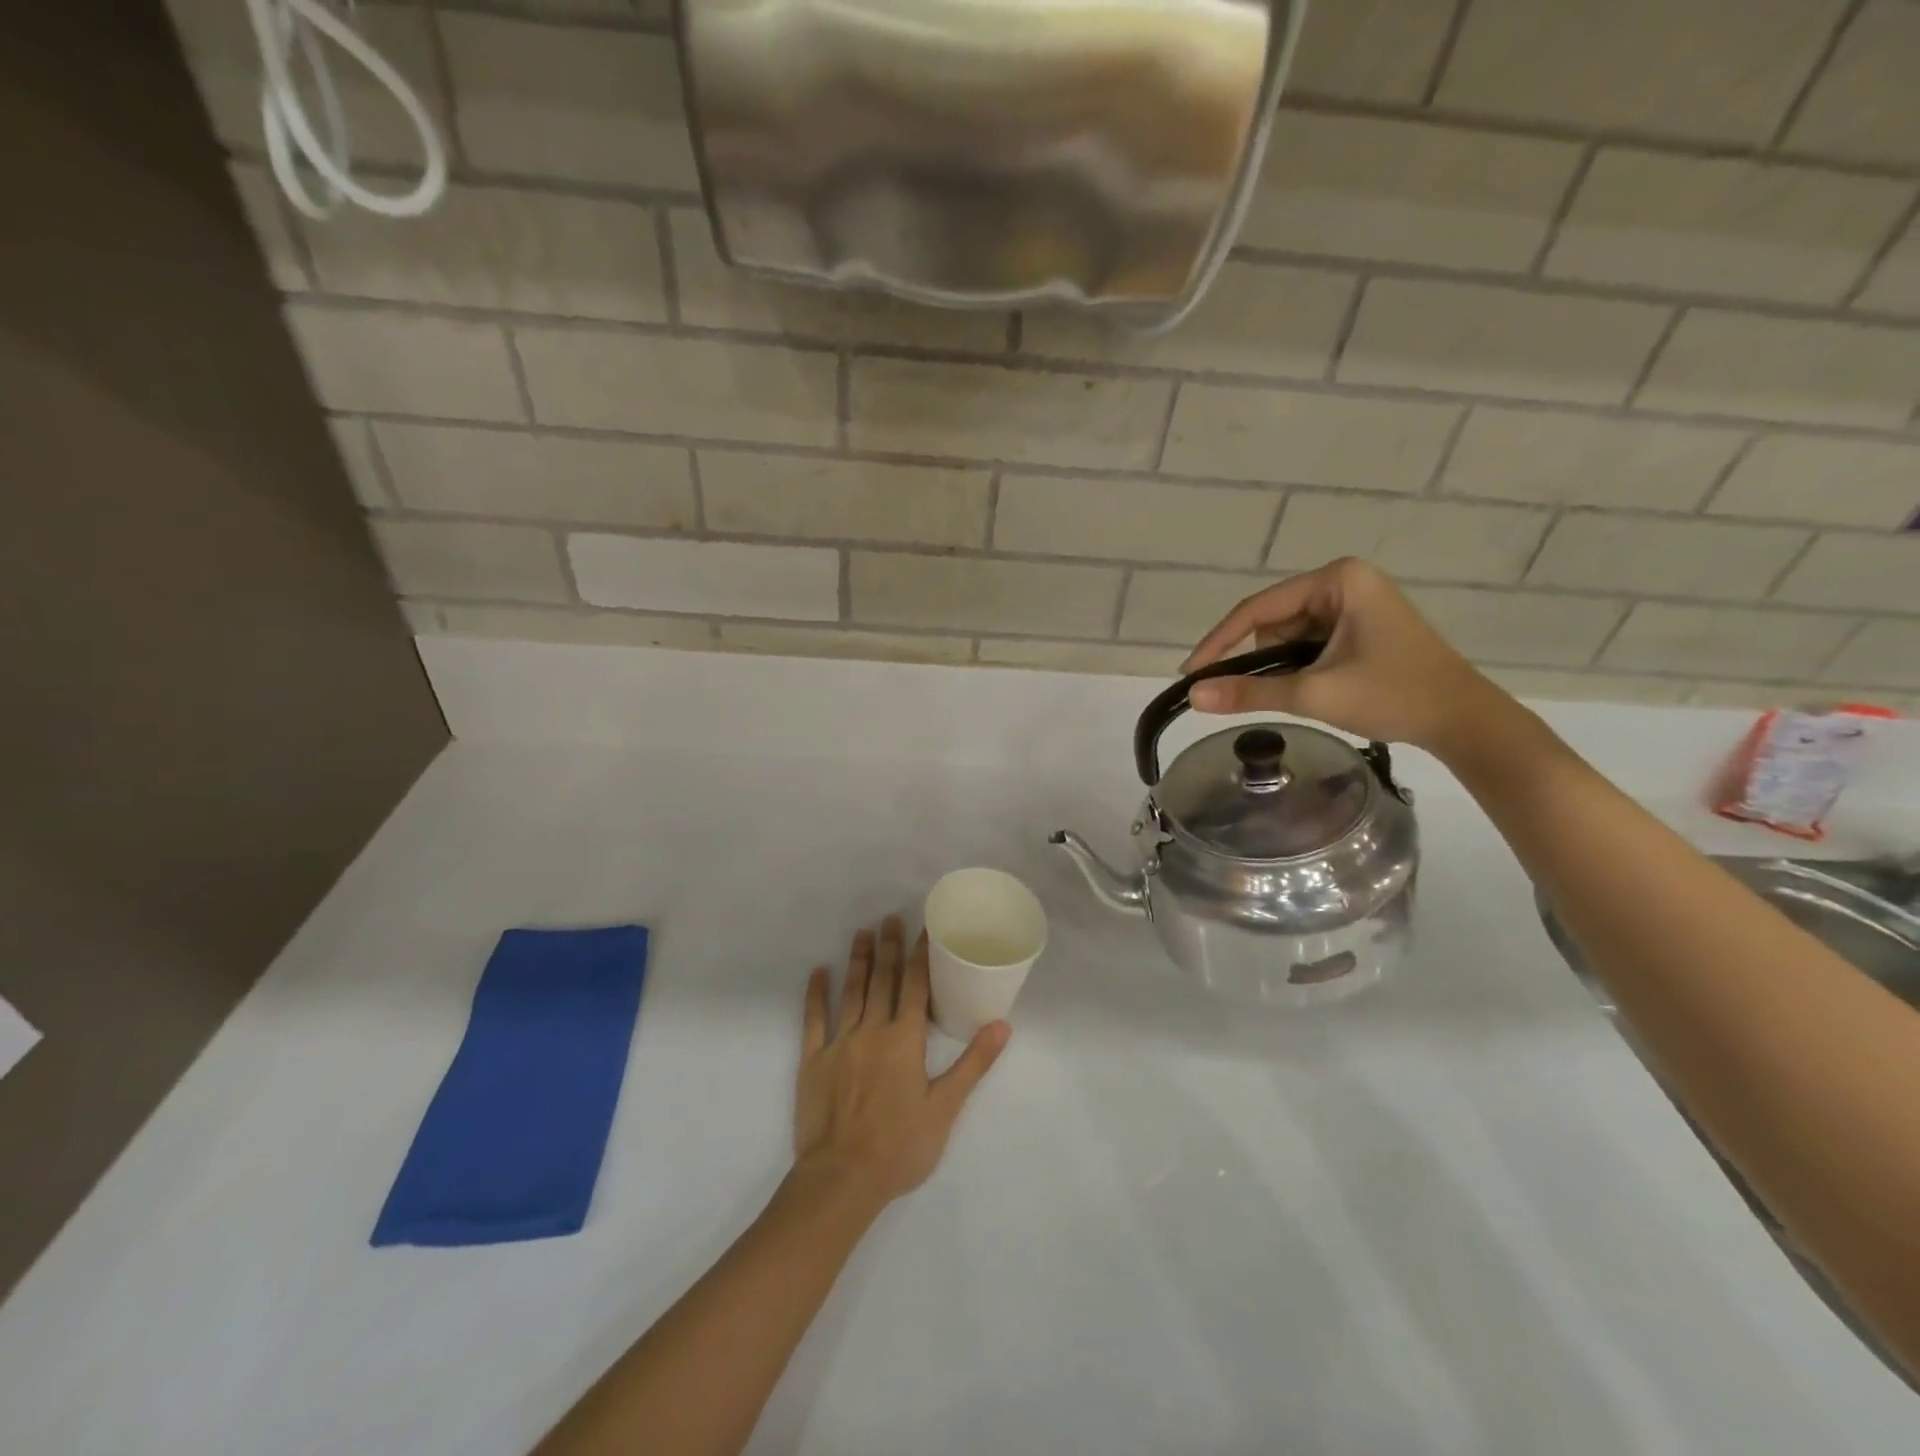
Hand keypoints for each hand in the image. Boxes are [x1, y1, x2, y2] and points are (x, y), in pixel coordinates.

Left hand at [792, 917, 1008, 1211]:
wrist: (842, 1178)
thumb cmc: (900, 1146)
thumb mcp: (945, 1108)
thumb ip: (973, 1063)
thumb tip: (1003, 1025)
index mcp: (905, 1040)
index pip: (915, 986)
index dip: (921, 955)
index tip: (924, 928)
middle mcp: (872, 1031)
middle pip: (882, 980)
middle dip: (888, 947)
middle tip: (889, 917)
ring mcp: (839, 1043)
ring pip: (851, 992)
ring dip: (858, 960)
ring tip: (861, 932)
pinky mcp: (813, 1060)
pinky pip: (813, 1019)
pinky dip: (816, 994)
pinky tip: (818, 972)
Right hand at [1180, 557, 1505, 754]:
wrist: (1463, 720)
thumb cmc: (1393, 696)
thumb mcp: (1314, 694)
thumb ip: (1249, 692)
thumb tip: (1192, 696)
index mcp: (1337, 580)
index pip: (1257, 608)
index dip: (1218, 642)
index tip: (1190, 674)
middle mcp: (1344, 581)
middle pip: (1272, 621)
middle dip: (1261, 660)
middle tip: (1259, 696)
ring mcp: (1354, 602)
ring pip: (1288, 635)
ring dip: (1283, 667)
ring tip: (1305, 696)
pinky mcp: (1360, 625)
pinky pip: (1308, 642)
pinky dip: (1299, 667)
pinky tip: (1314, 689)